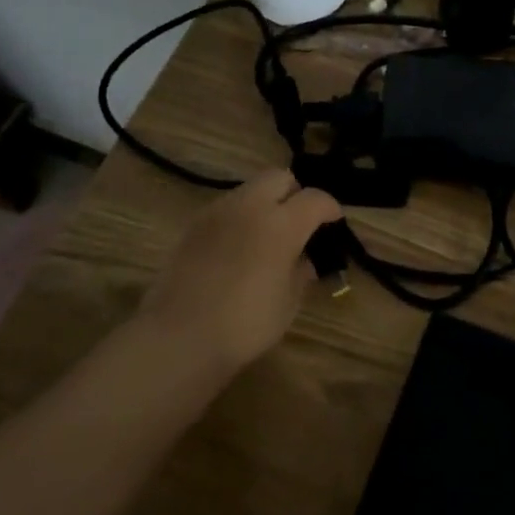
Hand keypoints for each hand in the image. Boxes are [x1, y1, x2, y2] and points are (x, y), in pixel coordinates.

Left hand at [136, 169, 342, 379]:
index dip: (330, 208)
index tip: (333, 222)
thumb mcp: (288, 302)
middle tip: (299, 222)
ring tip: (267, 235)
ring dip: (265, 203)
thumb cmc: (245, 324)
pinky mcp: (193, 224)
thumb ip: (301, 271)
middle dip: (295, 193)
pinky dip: (241, 217)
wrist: (180, 337)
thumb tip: (304, 258)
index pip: (315, 199)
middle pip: (279, 178)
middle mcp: (250, 206)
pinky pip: (226, 208)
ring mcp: (218, 212)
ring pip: (250, 189)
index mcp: (281, 224)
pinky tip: (239, 247)